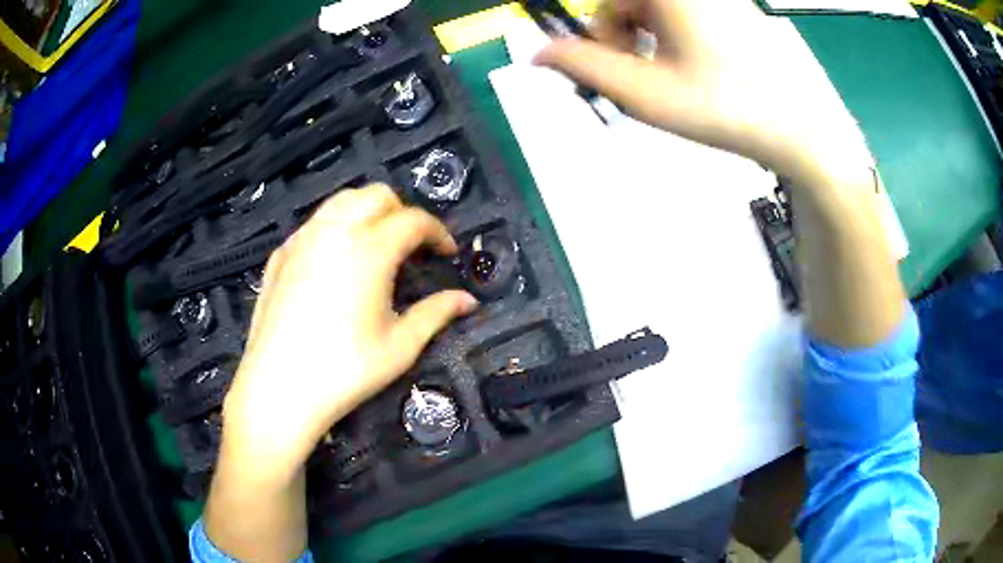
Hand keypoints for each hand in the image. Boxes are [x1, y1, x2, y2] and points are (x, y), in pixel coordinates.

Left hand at [220, 184, 477, 480]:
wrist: (278, 388)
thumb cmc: (345, 370)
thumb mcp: (400, 345)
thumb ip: (437, 313)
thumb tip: (468, 300)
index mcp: (369, 249)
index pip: (413, 220)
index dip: (438, 232)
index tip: (447, 253)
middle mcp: (334, 231)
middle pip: (376, 195)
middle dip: (402, 213)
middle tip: (411, 247)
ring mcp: (302, 239)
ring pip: (342, 201)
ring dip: (368, 212)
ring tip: (376, 246)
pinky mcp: (280, 254)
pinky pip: (315, 223)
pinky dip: (336, 227)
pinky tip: (336, 262)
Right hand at [534, 0, 872, 182]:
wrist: (800, 128)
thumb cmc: (724, 108)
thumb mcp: (645, 92)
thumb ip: (583, 67)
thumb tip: (537, 54)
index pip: (604, 6)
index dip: (600, 36)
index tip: (616, 70)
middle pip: (629, 3)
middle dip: (627, 38)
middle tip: (649, 79)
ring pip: (655, 8)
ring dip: (652, 39)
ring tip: (678, 76)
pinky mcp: (733, 8)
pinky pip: (685, 13)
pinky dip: (678, 35)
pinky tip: (700, 65)